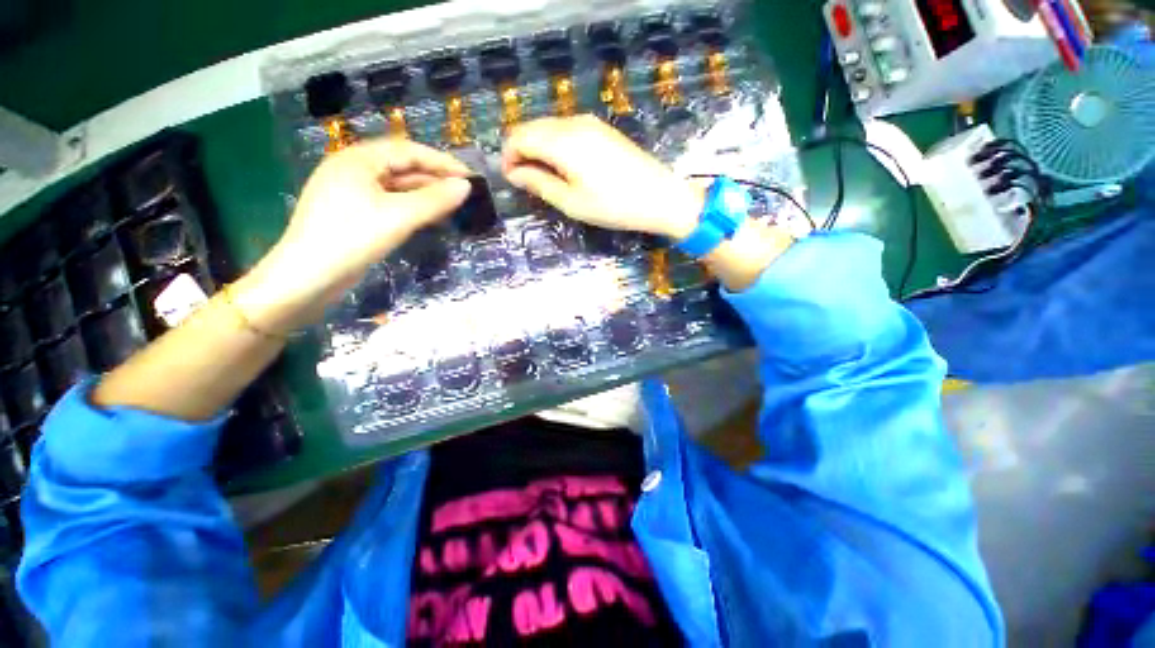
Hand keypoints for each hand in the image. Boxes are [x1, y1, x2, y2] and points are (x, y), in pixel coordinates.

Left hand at [234, 139, 471, 333]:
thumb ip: (434, 200)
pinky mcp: (353, 213)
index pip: (408, 151)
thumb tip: (466, 186)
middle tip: (465, 193)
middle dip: (435, 178)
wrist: (307, 277)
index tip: (471, 177)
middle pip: (402, 167)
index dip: (442, 162)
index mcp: (358, 159)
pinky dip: (411, 207)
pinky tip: (428, 217)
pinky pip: (389, 202)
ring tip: (453, 206)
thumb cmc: (351, 238)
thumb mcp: (398, 217)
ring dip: (425, 194)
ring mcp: (351, 192)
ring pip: (397, 186)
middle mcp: (353, 169)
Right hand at [502, 116, 703, 239]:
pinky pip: (567, 130)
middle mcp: (573, 123)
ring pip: (550, 127)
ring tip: (542, 177)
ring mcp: (590, 123)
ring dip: (538, 147)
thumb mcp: (571, 202)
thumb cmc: (613, 206)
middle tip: (522, 180)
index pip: (520, 136)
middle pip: (533, 127)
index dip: (508, 155)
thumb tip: (514, 173)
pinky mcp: (602, 129)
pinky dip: (555, 145)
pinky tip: (562, 166)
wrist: (660, 197)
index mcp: (562, 141)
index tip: (508, 178)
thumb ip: (539, 183)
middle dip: (521, 150)